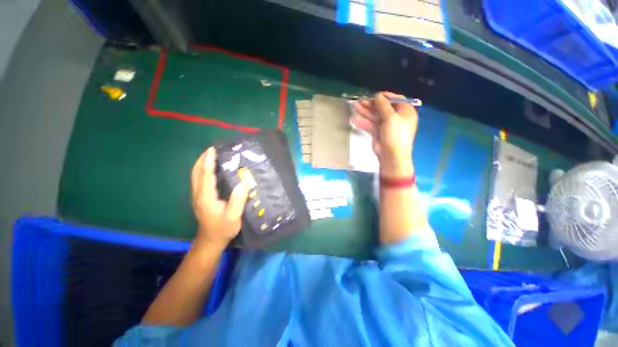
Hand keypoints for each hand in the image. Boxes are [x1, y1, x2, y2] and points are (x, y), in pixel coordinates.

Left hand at [191, 147, 249, 248]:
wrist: (210, 241)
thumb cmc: (223, 228)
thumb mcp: (233, 216)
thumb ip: (238, 199)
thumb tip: (244, 181)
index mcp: (206, 197)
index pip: (206, 175)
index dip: (209, 161)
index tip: (212, 149)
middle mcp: (199, 194)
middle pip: (196, 173)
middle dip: (202, 159)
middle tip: (212, 149)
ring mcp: (198, 196)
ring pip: (196, 176)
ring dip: (202, 164)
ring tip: (211, 155)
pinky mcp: (201, 198)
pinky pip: (199, 180)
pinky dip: (203, 171)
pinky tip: (211, 169)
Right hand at [352, 92, 416, 176]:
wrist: (391, 155)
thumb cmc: (395, 135)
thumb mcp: (391, 117)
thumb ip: (383, 106)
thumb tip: (378, 96)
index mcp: (405, 112)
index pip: (396, 100)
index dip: (385, 96)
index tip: (375, 95)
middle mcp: (396, 117)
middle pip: (383, 107)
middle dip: (371, 104)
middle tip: (361, 100)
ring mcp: (386, 125)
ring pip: (375, 115)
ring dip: (365, 111)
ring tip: (355, 106)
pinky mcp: (378, 132)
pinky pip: (370, 124)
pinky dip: (363, 122)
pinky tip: (354, 118)